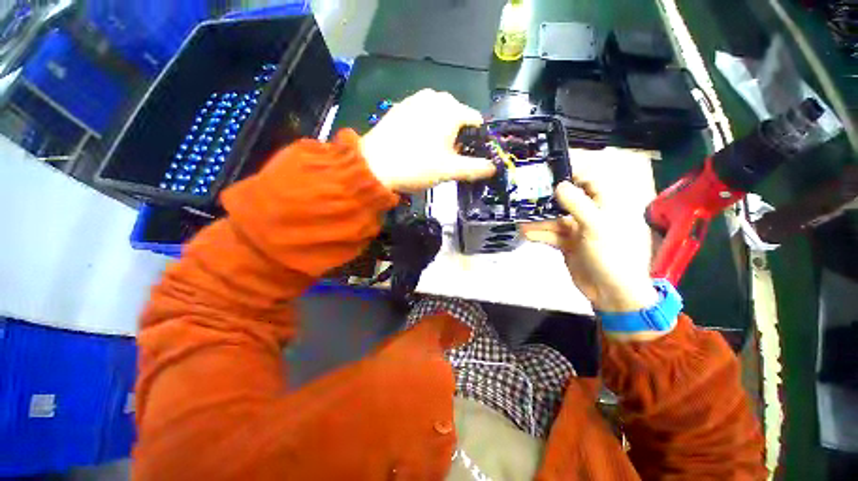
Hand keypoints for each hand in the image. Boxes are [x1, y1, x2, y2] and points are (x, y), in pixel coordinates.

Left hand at [360, 89, 495, 191]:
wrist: (375, 165)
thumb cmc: (417, 166)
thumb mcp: (449, 170)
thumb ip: (475, 168)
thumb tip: (493, 168)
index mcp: (452, 109)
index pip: (476, 121)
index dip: (475, 140)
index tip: (465, 157)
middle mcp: (436, 97)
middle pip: (457, 117)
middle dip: (457, 136)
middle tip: (446, 157)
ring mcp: (415, 99)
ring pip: (439, 115)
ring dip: (440, 132)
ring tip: (429, 152)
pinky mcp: (400, 106)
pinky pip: (422, 115)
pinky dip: (425, 127)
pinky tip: (414, 143)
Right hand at [521, 178, 659, 321]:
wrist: (611, 292)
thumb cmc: (612, 255)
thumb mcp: (597, 227)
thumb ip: (578, 205)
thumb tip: (559, 185)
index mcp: (606, 204)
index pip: (588, 179)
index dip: (569, 172)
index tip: (546, 169)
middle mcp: (591, 212)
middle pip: (565, 198)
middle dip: (545, 197)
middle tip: (524, 193)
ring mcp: (577, 228)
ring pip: (554, 217)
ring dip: (537, 219)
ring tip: (519, 216)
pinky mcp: (567, 242)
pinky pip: (550, 234)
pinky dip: (538, 233)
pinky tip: (524, 233)